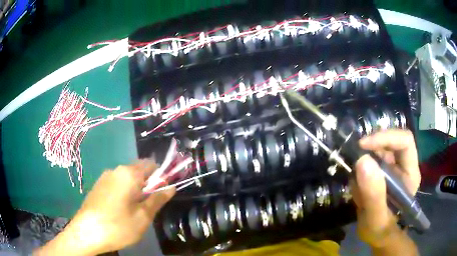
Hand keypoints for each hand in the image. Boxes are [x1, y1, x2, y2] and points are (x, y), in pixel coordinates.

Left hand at [35, 160, 174, 255]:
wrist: (86, 232)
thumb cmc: (118, 226)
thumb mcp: (143, 216)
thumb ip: (157, 199)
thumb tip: (171, 187)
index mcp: (128, 174)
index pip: (151, 164)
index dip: (161, 176)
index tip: (164, 192)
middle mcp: (116, 170)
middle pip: (138, 170)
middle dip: (148, 184)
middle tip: (149, 205)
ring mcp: (104, 177)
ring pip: (127, 178)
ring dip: (136, 189)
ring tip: (135, 210)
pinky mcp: (98, 185)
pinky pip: (116, 183)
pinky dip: (124, 192)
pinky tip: (121, 210)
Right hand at [351, 130, 420, 247]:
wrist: (378, 236)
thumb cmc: (381, 231)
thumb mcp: (376, 219)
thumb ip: (373, 195)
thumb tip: (363, 160)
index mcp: (410, 173)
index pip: (405, 141)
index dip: (386, 137)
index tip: (363, 146)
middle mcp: (404, 165)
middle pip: (391, 141)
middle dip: (372, 148)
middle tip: (354, 160)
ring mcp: (393, 167)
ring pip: (378, 150)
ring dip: (364, 163)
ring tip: (357, 188)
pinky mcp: (383, 172)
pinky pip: (370, 161)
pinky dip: (360, 172)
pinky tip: (358, 190)